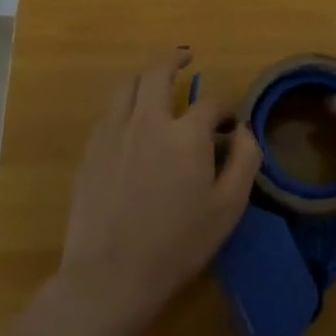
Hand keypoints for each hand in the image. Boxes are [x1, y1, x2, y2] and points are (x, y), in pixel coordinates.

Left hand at [59, 49, 261, 325]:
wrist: (110, 277)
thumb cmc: (177, 245)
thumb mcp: (228, 208)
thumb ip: (245, 161)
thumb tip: (244, 130)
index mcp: (186, 134)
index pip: (209, 103)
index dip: (223, 110)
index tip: (227, 125)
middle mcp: (148, 121)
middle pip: (158, 73)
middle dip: (175, 60)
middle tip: (185, 58)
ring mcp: (113, 133)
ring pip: (127, 85)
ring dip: (145, 76)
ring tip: (156, 79)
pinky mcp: (91, 151)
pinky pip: (109, 112)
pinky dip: (125, 104)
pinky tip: (131, 118)